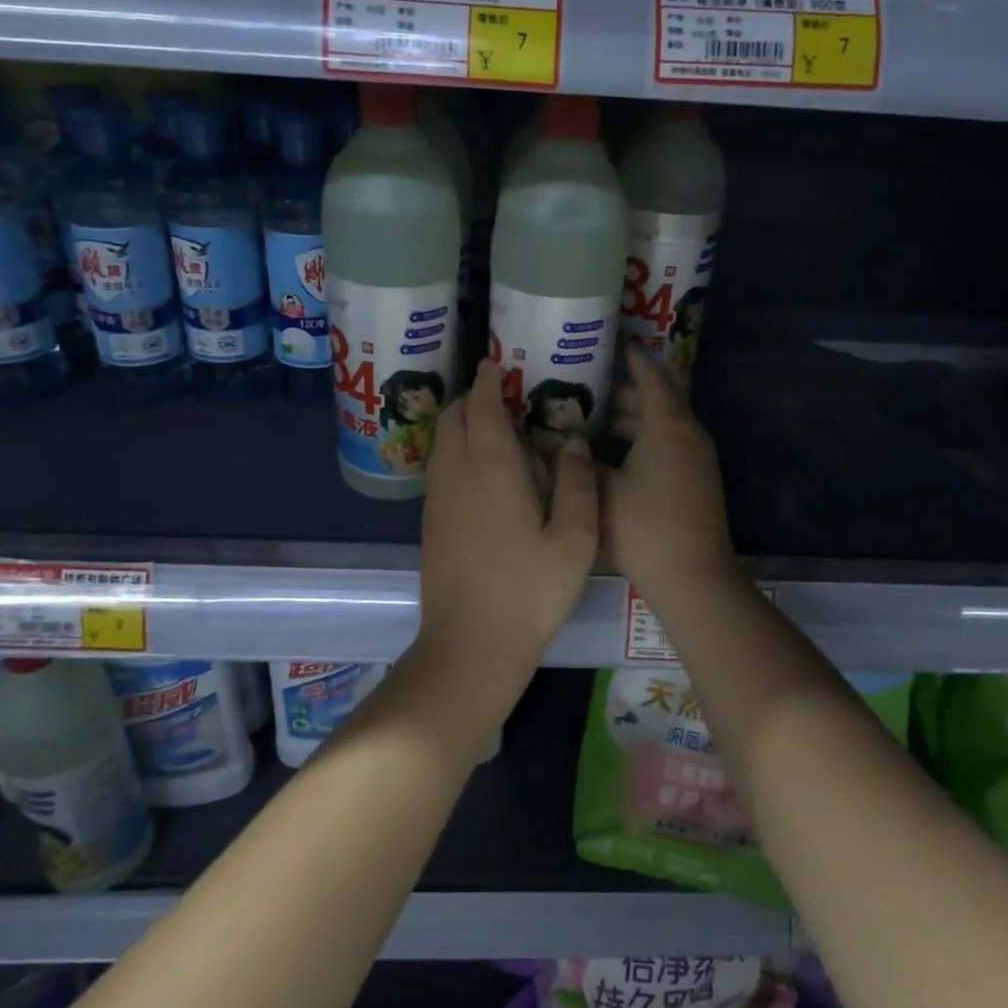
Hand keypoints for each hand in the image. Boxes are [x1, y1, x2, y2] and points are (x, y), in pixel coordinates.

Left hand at [417, 358, 597, 665]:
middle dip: (475, 397)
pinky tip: (486, 473)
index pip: (483, 405)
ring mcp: (437, 498)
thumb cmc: (529, 591)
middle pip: (454, 416)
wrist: (470, 645)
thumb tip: (571, 442)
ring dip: (464, 425)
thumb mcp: (574, 538)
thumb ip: (577, 482)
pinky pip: (441, 467)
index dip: (489, 379)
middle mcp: (455, 472)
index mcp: (491, 466)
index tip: (498, 362)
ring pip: (443, 442)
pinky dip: (457, 452)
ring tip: (499, 431)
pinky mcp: (430, 522)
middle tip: (507, 397)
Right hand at [603, 342, 736, 605]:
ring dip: (635, 420)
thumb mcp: (603, 491)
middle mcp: (688, 435)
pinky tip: (616, 456)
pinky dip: (644, 441)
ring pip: (664, 426)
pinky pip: (669, 446)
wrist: (693, 577)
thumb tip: (569, 446)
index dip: (632, 359)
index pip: (651, 378)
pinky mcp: (697, 483)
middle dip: (627, 391)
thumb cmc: (645, 527)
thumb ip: (583, 463)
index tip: (613, 343)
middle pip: (660, 401)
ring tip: (596, 420)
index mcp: (668, 426)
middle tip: (590, 386)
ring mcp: (697, 461)